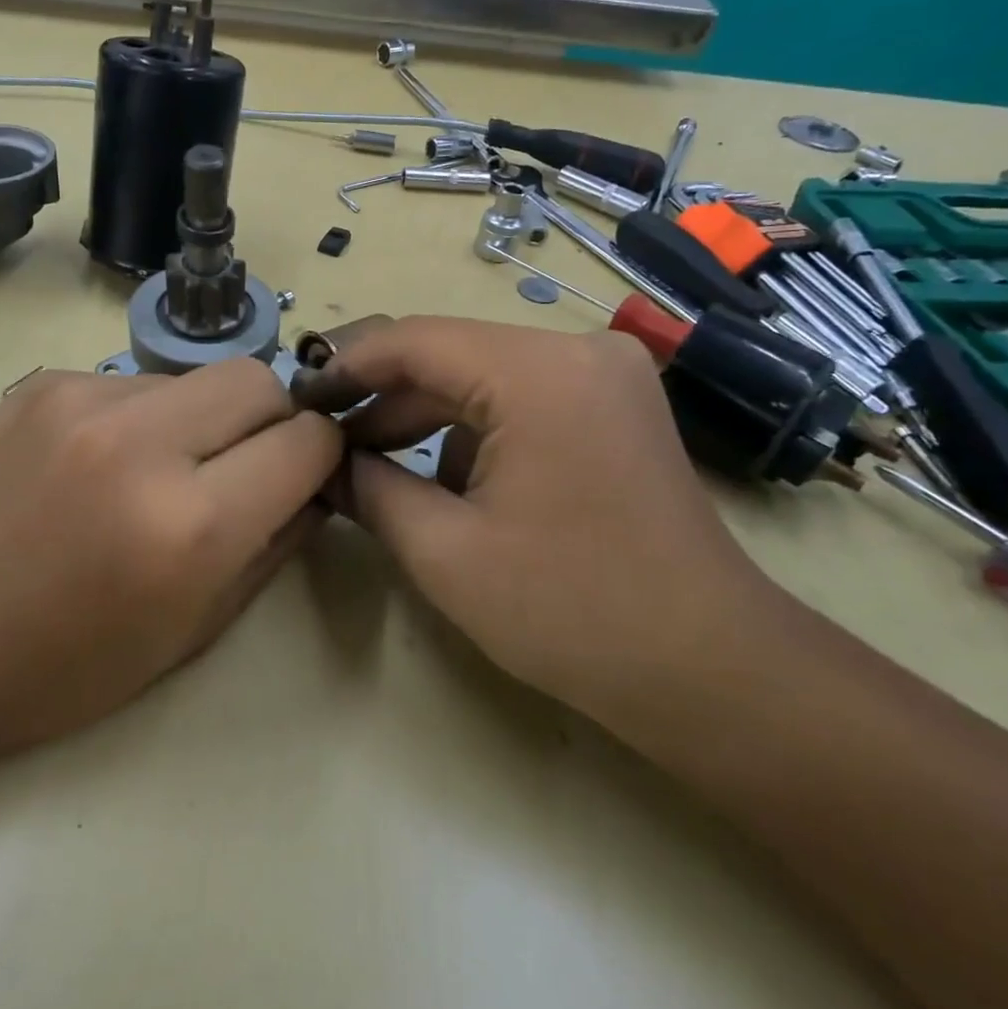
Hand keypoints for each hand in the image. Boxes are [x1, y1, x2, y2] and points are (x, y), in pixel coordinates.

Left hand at [0, 359, 341, 755]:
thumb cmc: (73, 662)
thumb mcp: (199, 627)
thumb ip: (274, 542)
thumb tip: (313, 483)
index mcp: (190, 525)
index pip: (306, 441)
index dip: (319, 457)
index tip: (302, 476)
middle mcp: (142, 443)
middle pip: (259, 380)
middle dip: (271, 420)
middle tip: (242, 465)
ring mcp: (85, 399)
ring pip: (197, 378)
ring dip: (203, 418)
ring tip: (160, 469)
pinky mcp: (46, 382)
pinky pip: (137, 383)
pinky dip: (145, 417)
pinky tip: (104, 464)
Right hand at [324, 317, 786, 723]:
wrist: (707, 668)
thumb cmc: (569, 610)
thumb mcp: (444, 551)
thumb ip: (369, 489)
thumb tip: (325, 461)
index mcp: (537, 372)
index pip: (414, 340)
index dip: (347, 367)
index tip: (300, 401)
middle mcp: (576, 350)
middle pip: (450, 355)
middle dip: (383, 400)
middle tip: (327, 441)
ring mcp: (604, 375)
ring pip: (483, 377)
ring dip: (425, 418)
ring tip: (371, 465)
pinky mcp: (614, 405)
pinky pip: (520, 397)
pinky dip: (472, 430)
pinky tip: (445, 481)